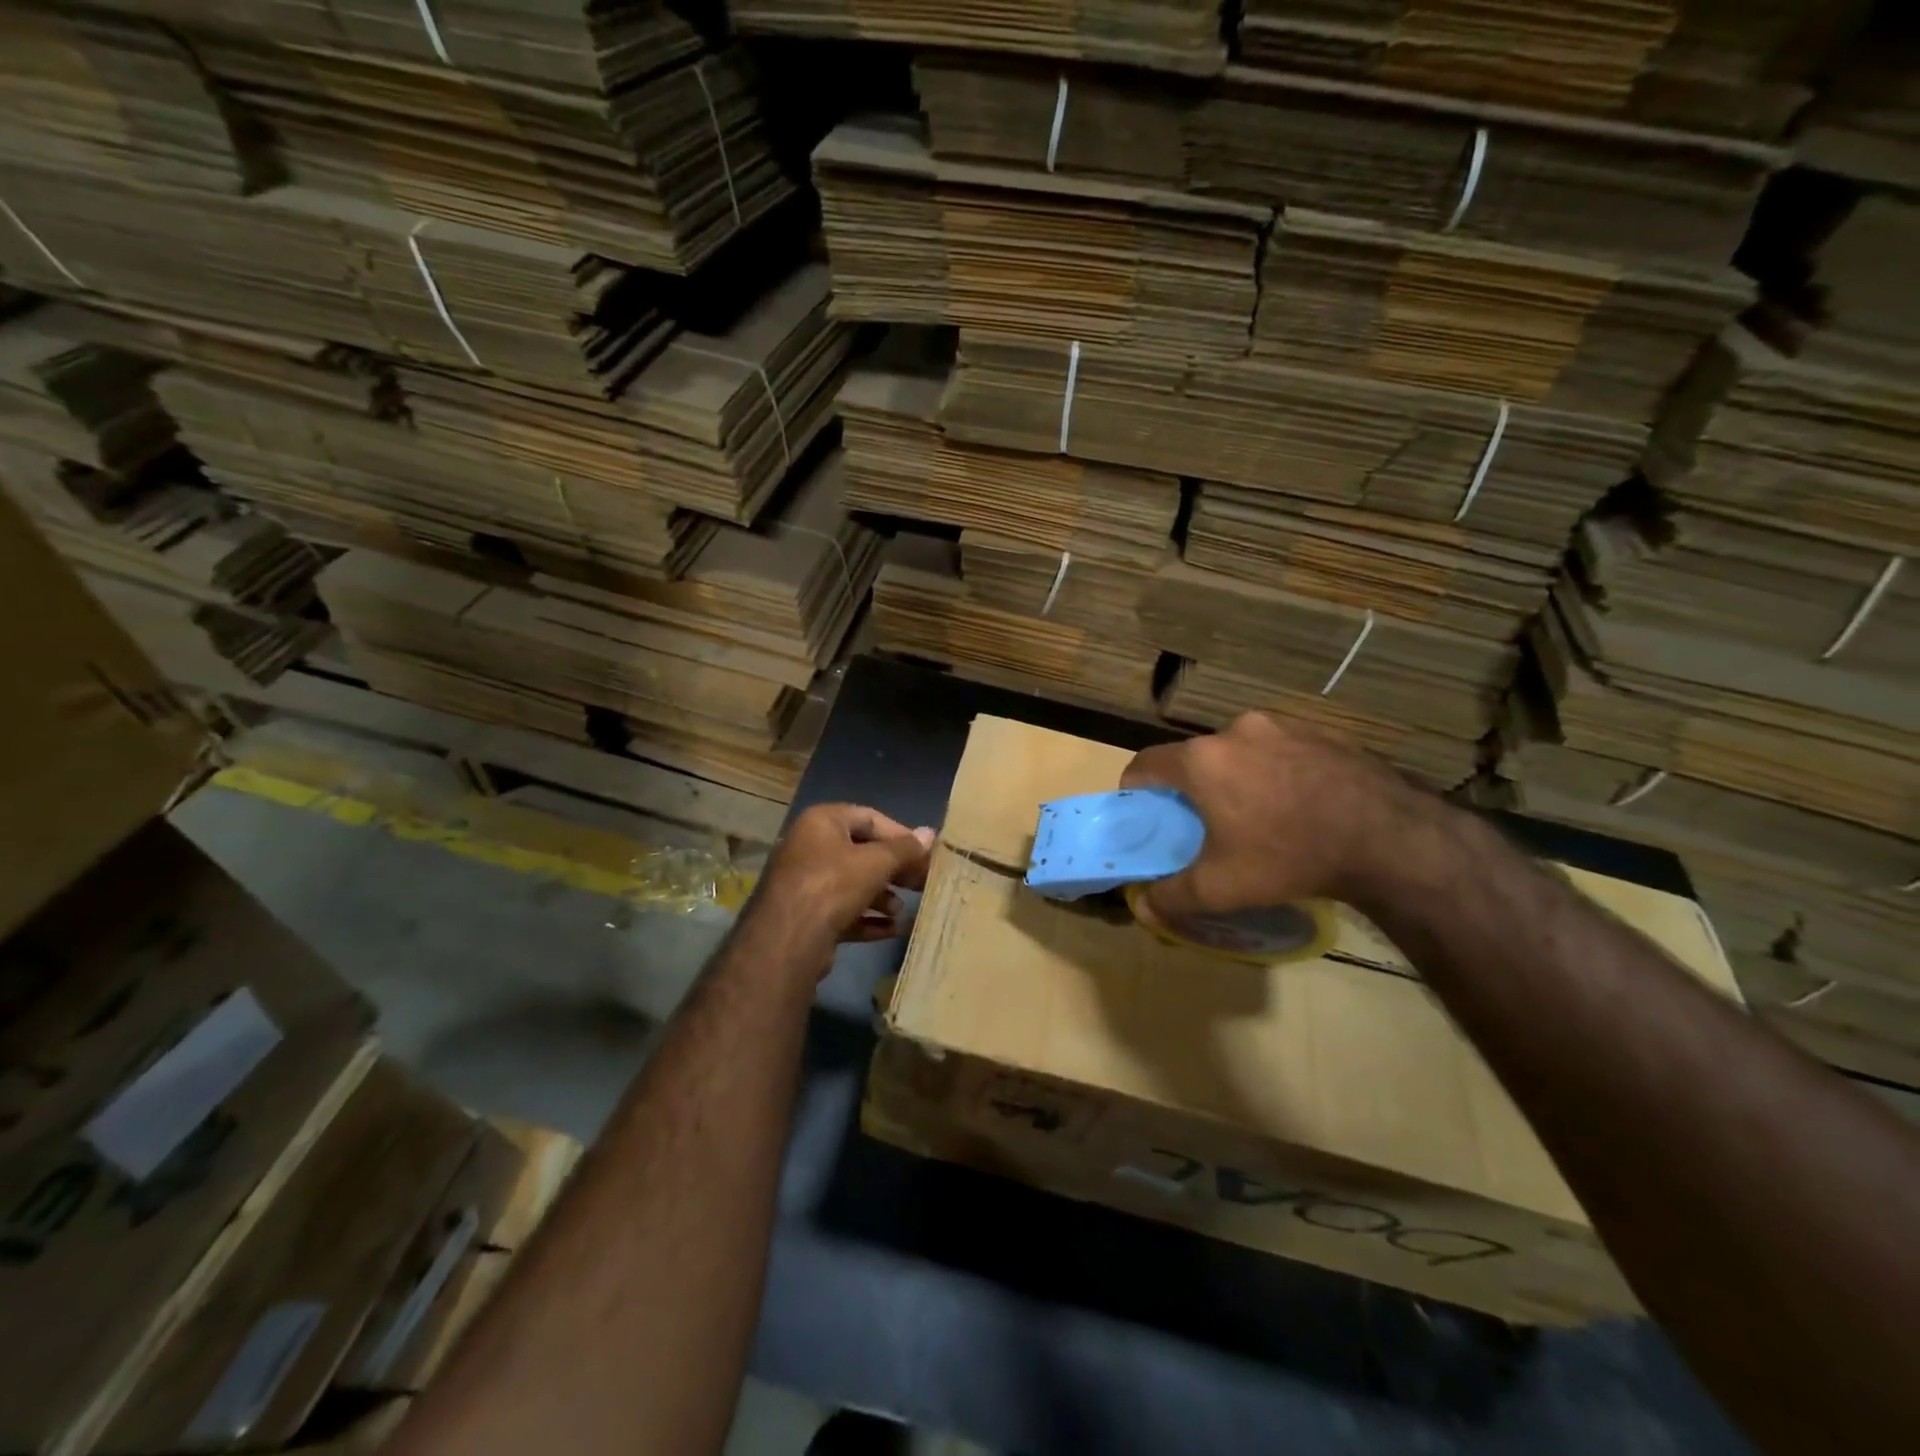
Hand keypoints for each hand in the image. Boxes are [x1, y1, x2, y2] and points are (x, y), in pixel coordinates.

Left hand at [743, 803, 935, 971]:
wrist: (787, 940)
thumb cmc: (832, 885)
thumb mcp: (876, 862)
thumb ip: (905, 849)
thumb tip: (931, 834)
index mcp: (822, 822)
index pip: (869, 818)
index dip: (901, 834)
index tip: (926, 853)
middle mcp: (810, 846)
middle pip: (862, 852)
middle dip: (894, 869)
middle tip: (921, 883)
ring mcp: (805, 882)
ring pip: (853, 884)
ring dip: (882, 896)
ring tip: (902, 910)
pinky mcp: (806, 915)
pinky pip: (843, 910)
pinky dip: (868, 918)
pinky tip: (893, 930)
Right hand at [1119, 713, 1416, 920]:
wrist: (1388, 837)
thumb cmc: (1289, 855)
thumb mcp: (1222, 887)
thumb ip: (1173, 896)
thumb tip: (1144, 908)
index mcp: (1202, 760)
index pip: (1146, 762)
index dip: (1135, 787)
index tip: (1143, 812)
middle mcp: (1235, 731)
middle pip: (1194, 757)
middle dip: (1190, 787)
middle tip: (1202, 823)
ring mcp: (1281, 726)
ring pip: (1237, 752)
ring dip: (1232, 777)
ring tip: (1254, 815)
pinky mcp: (1319, 732)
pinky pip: (1277, 750)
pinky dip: (1272, 772)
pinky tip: (1295, 806)